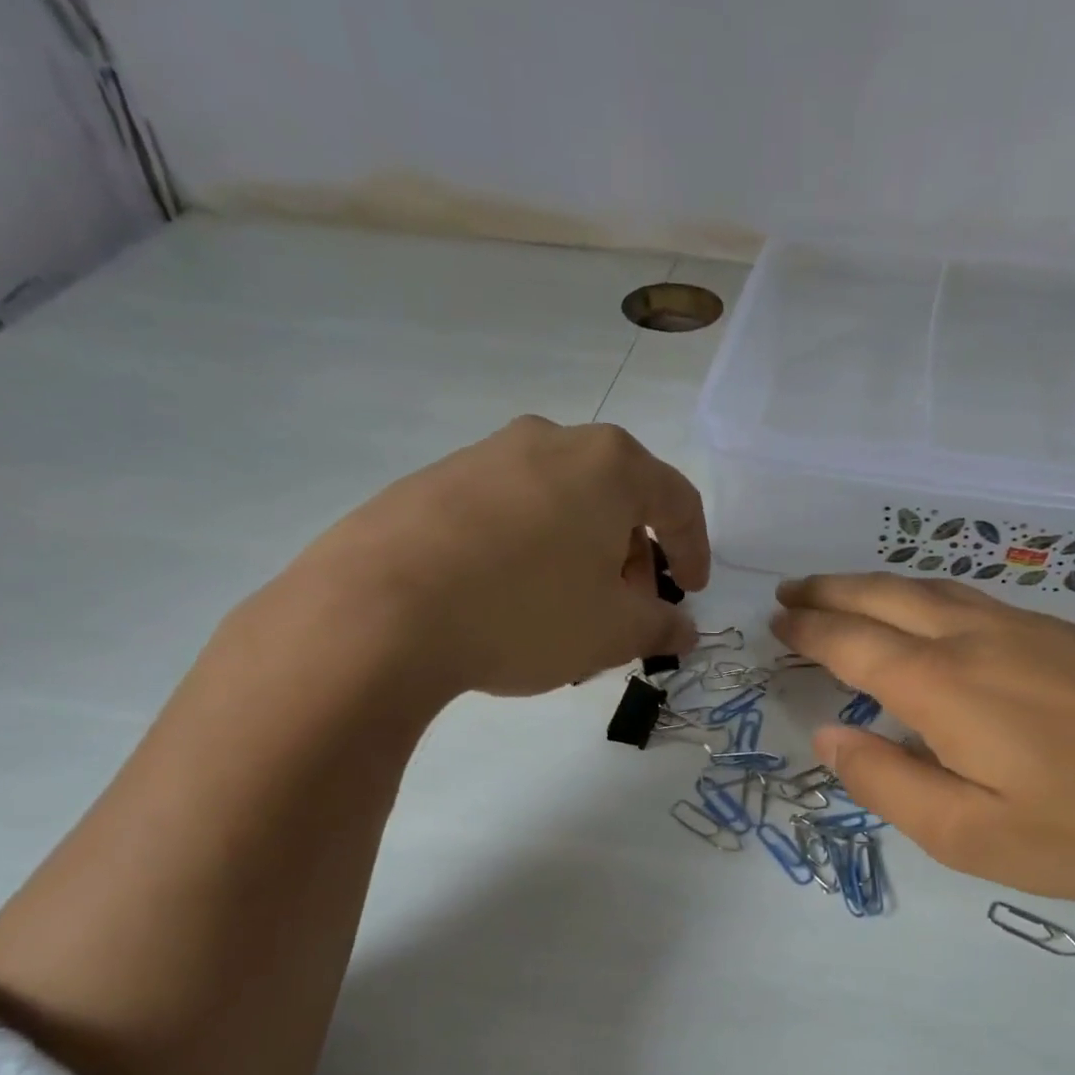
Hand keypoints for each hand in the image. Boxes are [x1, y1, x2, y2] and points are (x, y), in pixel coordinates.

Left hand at [270, 416, 709, 711]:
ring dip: (582, 555)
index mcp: (608, 465)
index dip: (694, 550)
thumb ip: (661, 627)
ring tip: (569, 613)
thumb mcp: (613, 632)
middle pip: (616, 499)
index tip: (691, 592)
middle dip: (633, 558)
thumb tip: (683, 629)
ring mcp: (485, 455)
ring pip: (561, 505)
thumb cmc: (526, 612)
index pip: (677, 501)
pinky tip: (512, 600)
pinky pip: (509, 513)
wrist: (379, 611)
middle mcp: (550, 442)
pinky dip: (531, 551)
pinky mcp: (434, 482)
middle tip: (628, 610)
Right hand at [772, 574, 1074, 918]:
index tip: (777, 623)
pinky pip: (972, 597)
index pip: (853, 644)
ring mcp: (1027, 627)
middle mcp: (976, 638)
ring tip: (842, 593)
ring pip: (931, 589)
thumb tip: (828, 738)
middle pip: (885, 598)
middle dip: (830, 591)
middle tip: (791, 593)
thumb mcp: (970, 836)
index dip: (810, 632)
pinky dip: (924, 594)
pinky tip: (926, 611)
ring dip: (875, 586)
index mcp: (942, 685)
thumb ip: (888, 783)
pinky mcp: (1067, 634)